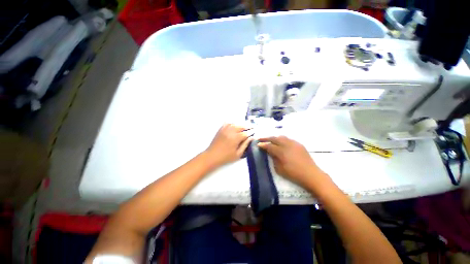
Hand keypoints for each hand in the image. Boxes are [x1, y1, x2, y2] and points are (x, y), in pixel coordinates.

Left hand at [205, 124, 252, 166]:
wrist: (212, 156)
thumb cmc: (226, 157)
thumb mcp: (238, 154)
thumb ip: (245, 145)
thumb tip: (251, 138)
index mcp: (236, 138)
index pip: (246, 133)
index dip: (251, 132)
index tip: (255, 131)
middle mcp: (231, 132)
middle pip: (241, 126)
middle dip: (248, 126)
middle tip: (252, 126)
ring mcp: (225, 129)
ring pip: (235, 123)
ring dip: (241, 124)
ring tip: (245, 125)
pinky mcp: (221, 129)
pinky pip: (227, 123)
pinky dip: (232, 123)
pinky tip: (235, 124)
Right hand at [258, 136, 327, 187]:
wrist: (311, 175)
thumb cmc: (294, 174)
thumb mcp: (279, 169)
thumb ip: (273, 159)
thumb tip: (270, 152)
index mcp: (281, 152)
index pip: (269, 146)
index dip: (263, 145)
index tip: (258, 144)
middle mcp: (287, 145)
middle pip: (274, 138)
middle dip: (266, 138)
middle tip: (260, 138)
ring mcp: (294, 143)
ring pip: (281, 137)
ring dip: (274, 137)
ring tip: (270, 139)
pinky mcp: (299, 144)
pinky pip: (288, 139)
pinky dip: (282, 139)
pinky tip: (281, 142)